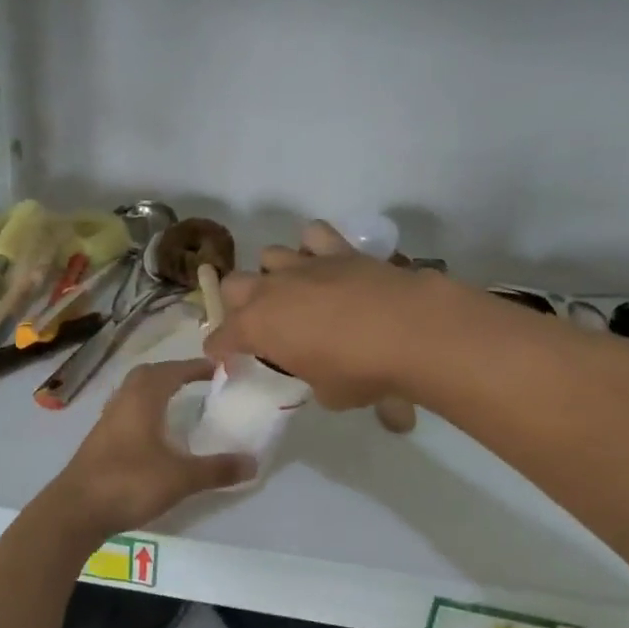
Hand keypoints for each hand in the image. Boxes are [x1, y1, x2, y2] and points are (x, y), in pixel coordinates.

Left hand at [49, 360, 253, 535]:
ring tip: (179, 404)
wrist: (74, 512)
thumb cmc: (128, 483)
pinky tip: (155, 434)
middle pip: (148, 375)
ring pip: (133, 394)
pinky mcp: (98, 442)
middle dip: (173, 373)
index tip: (218, 369)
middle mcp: (123, 402)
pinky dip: (144, 412)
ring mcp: (107, 422)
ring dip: (156, 392)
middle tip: (197, 382)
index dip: (196, 367)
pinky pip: (126, 413)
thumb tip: (254, 462)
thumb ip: (217, 469)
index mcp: (143, 400)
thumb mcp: (181, 478)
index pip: (172, 371)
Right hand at [203, 226, 444, 410]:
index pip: (222, 338)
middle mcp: (271, 289)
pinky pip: (314, 235)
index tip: (224, 356)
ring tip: (294, 290)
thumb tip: (319, 370)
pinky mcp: (338, 249)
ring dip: (275, 272)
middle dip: (240, 303)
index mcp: (258, 327)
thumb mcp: (327, 392)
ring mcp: (304, 264)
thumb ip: (312, 376)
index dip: (220, 349)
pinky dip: (314, 246)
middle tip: (261, 323)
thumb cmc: (360, 371)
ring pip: (270, 254)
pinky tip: (325, 263)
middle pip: (234, 284)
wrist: (408, 330)